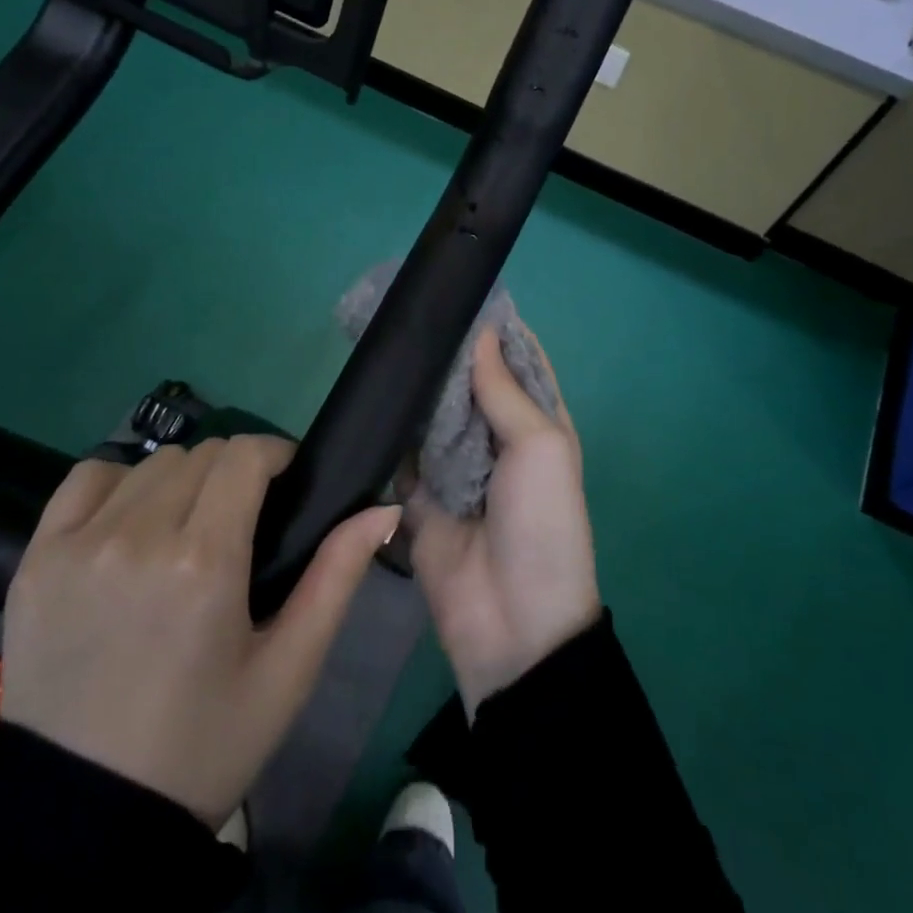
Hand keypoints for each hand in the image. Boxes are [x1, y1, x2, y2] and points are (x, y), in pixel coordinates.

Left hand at [0, 436, 401, 828]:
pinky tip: (130, 525)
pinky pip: (87, 479)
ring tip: (188, 530)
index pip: (245, 454)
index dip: (276, 456)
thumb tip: (383, 508)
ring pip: (151, 463)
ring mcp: (78, 544)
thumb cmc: (203, 744)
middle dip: (235, 473)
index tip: (286, 485)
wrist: (85, 823)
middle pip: (203, 453)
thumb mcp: (288, 669)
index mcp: (204, 561)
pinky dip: (119, 485)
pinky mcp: (36, 559)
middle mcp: (137, 536)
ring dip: (183, 481)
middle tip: (242, 521)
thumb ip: (338, 576)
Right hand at [409, 327, 600, 717]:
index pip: (518, 363)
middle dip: (447, 352)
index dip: (497, 329)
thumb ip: (505, 391)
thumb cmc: (542, 524)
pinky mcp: (419, 495)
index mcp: (538, 425)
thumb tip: (480, 333)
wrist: (512, 622)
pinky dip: (391, 428)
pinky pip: (402, 451)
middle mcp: (497, 439)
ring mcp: (456, 466)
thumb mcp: (541, 447)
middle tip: (408, 312)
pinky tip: (370, 394)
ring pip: (433, 412)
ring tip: (384, 340)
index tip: (462, 291)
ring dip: (416, 385)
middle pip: (470, 383)